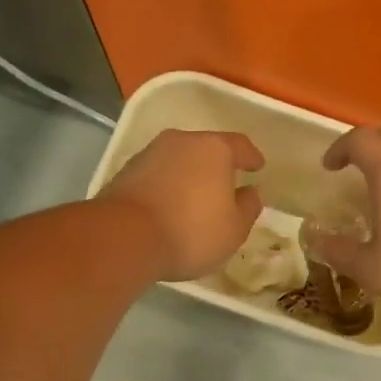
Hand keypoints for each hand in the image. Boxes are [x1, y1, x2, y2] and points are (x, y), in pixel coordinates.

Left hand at [97, 130, 265, 280]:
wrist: (123, 238)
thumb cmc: (191, 231)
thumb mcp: (234, 229)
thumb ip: (248, 207)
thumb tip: (250, 193)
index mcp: (214, 149)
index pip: (240, 145)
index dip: (251, 157)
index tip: (257, 166)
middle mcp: (181, 142)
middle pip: (206, 149)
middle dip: (217, 166)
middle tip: (226, 185)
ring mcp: (149, 154)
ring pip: (178, 161)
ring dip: (189, 176)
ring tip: (195, 198)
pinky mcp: (125, 172)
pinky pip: (157, 175)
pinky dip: (167, 186)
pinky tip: (169, 206)